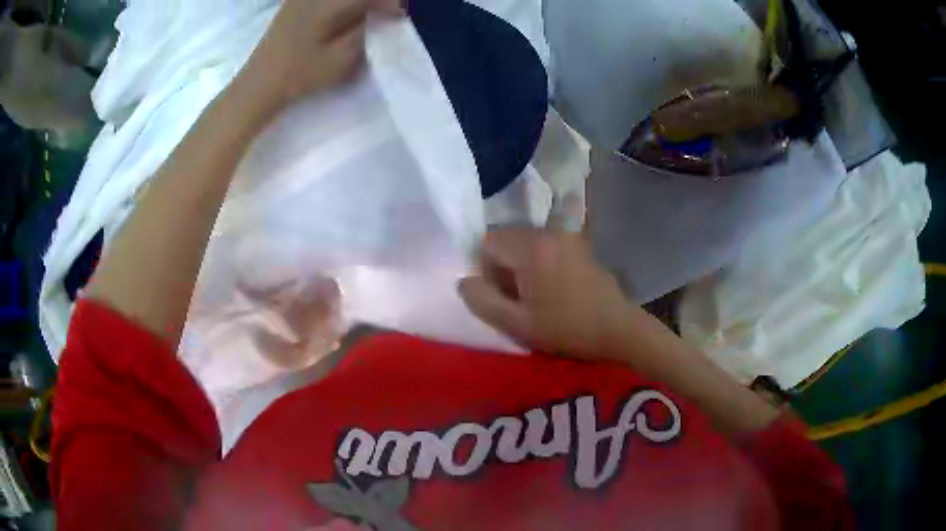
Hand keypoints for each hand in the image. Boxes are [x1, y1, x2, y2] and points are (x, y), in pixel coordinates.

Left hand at [238, 0, 402, 112]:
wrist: (259, 83)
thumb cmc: (300, 75)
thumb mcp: (340, 59)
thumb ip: (366, 32)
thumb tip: (383, 17)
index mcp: (326, 5)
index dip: (390, 3)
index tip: (400, 16)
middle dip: (375, 1)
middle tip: (387, 13)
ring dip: (359, 3)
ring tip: (368, 14)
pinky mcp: (295, 1)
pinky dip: (342, 3)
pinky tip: (345, 15)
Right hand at [459, 228, 642, 359]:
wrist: (616, 328)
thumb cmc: (566, 328)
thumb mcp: (517, 323)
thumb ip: (482, 300)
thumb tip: (464, 281)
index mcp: (530, 247)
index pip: (487, 242)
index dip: (486, 270)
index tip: (502, 296)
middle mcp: (547, 232)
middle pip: (506, 238)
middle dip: (502, 265)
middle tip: (517, 297)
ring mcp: (566, 235)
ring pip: (525, 241)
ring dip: (520, 263)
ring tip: (535, 293)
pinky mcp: (578, 244)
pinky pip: (545, 245)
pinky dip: (538, 260)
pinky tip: (552, 286)